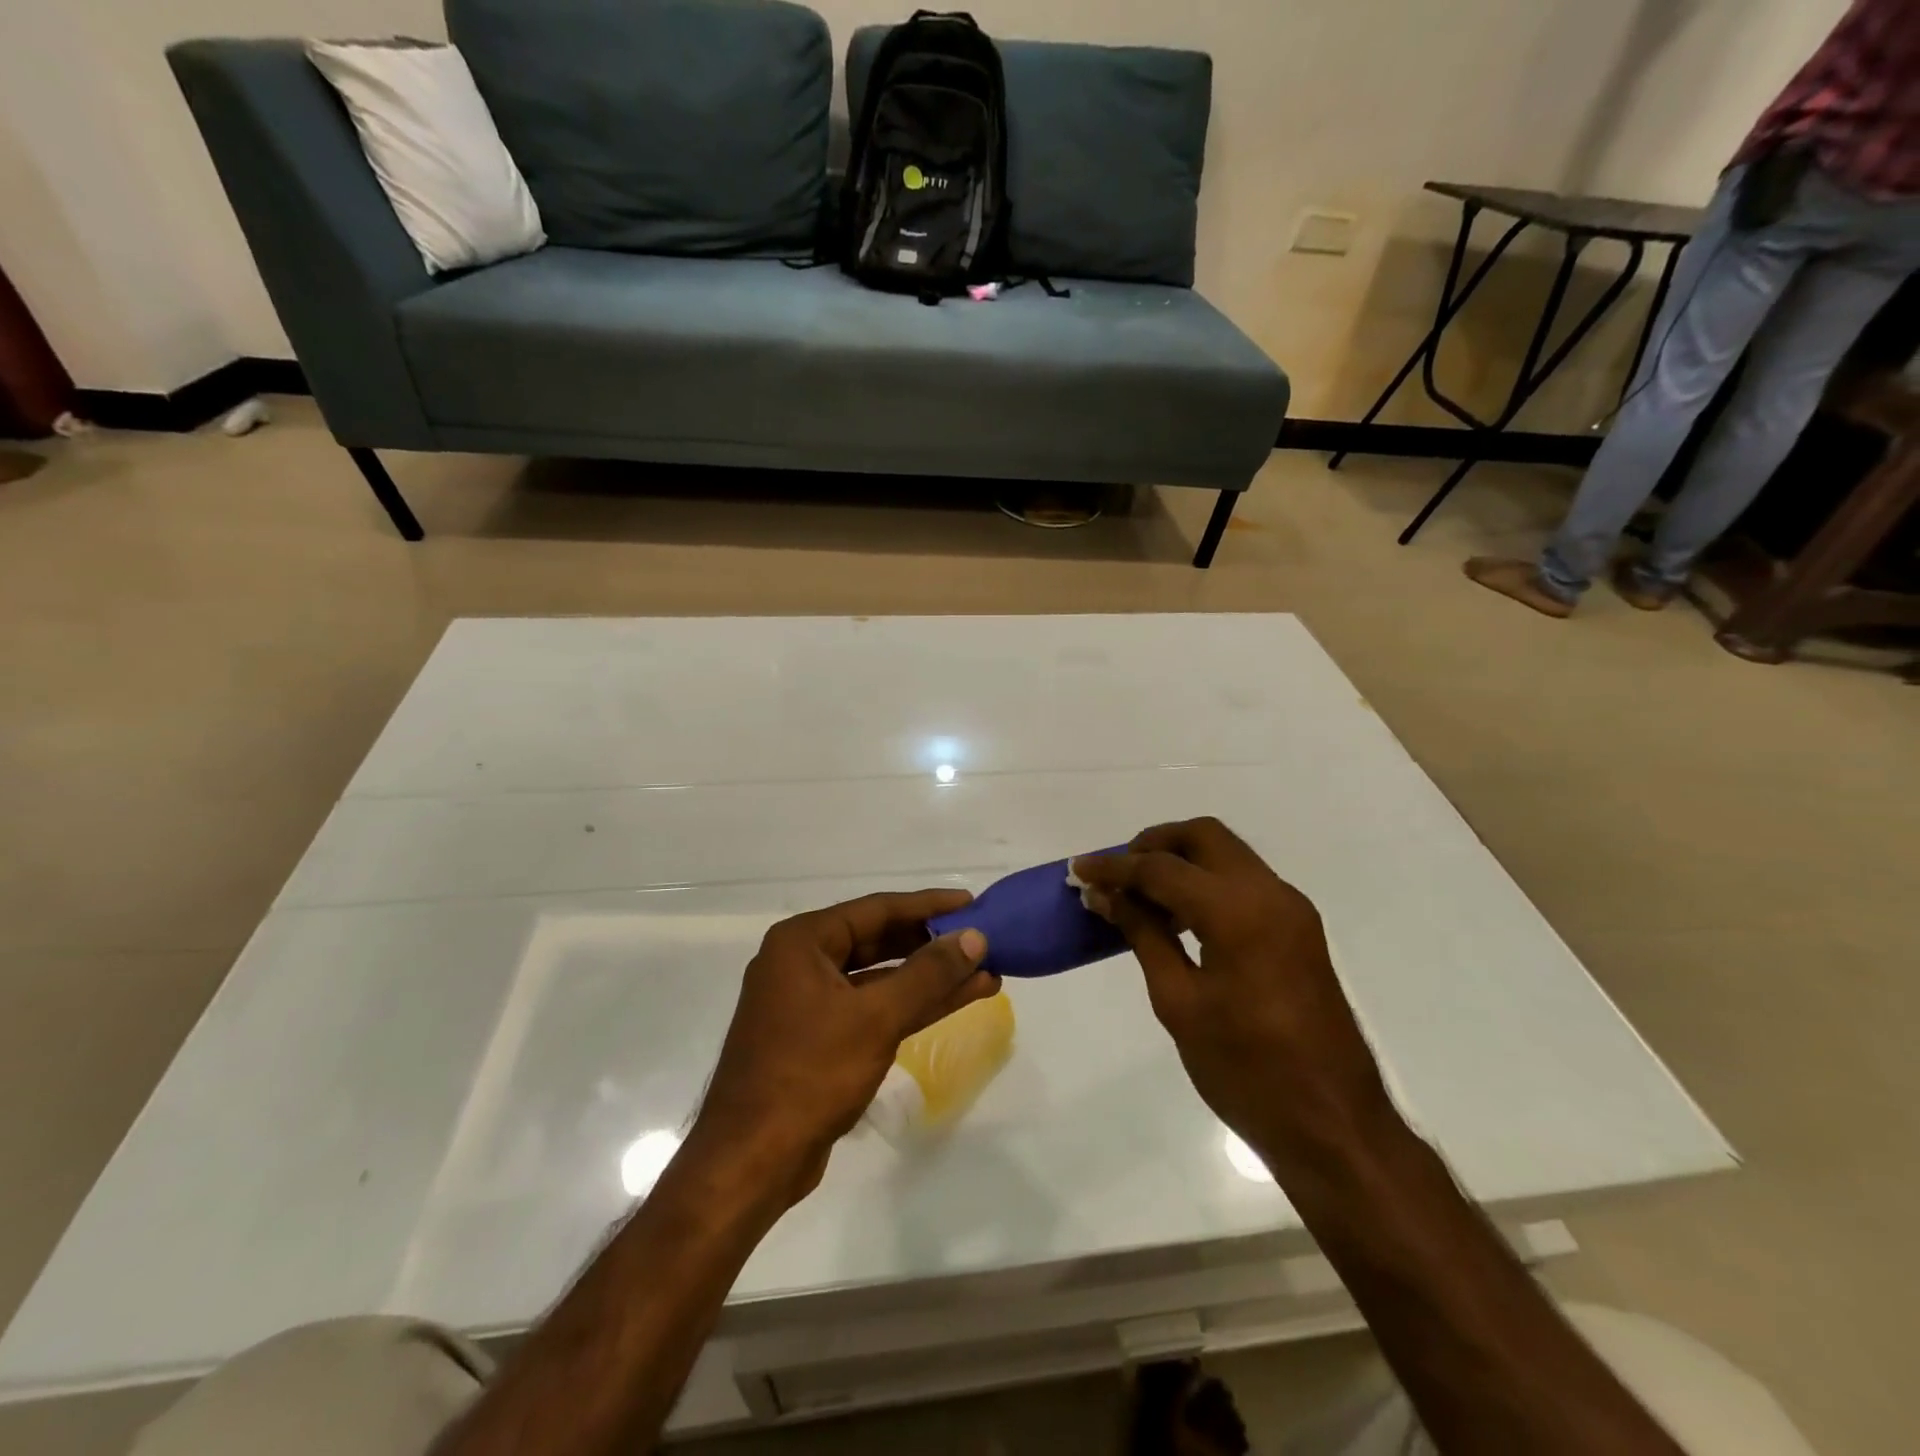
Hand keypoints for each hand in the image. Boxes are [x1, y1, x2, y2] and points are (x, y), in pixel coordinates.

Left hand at [694, 890, 996, 1202]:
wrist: (752, 1161)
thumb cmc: (810, 1074)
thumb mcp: (876, 1017)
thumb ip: (928, 974)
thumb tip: (974, 937)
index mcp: (802, 942)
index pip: (876, 909)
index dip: (928, 906)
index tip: (971, 903)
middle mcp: (802, 962)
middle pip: (878, 940)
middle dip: (932, 944)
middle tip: (981, 939)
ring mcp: (809, 1002)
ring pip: (880, 978)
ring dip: (929, 978)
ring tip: (984, 972)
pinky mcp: (820, 1037)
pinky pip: (872, 1007)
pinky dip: (911, 1005)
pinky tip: (955, 1001)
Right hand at [1072, 819, 1394, 1175]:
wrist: (1334, 1125)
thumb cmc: (1245, 1070)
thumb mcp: (1179, 1003)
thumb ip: (1143, 935)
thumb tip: (1106, 896)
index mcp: (1237, 911)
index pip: (1162, 868)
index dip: (1115, 867)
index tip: (1079, 870)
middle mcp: (1270, 894)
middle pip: (1203, 836)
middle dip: (1154, 844)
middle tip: (1117, 875)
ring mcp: (1291, 908)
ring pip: (1227, 854)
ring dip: (1181, 861)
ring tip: (1140, 896)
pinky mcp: (1299, 928)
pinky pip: (1244, 882)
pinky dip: (1206, 882)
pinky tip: (1179, 917)